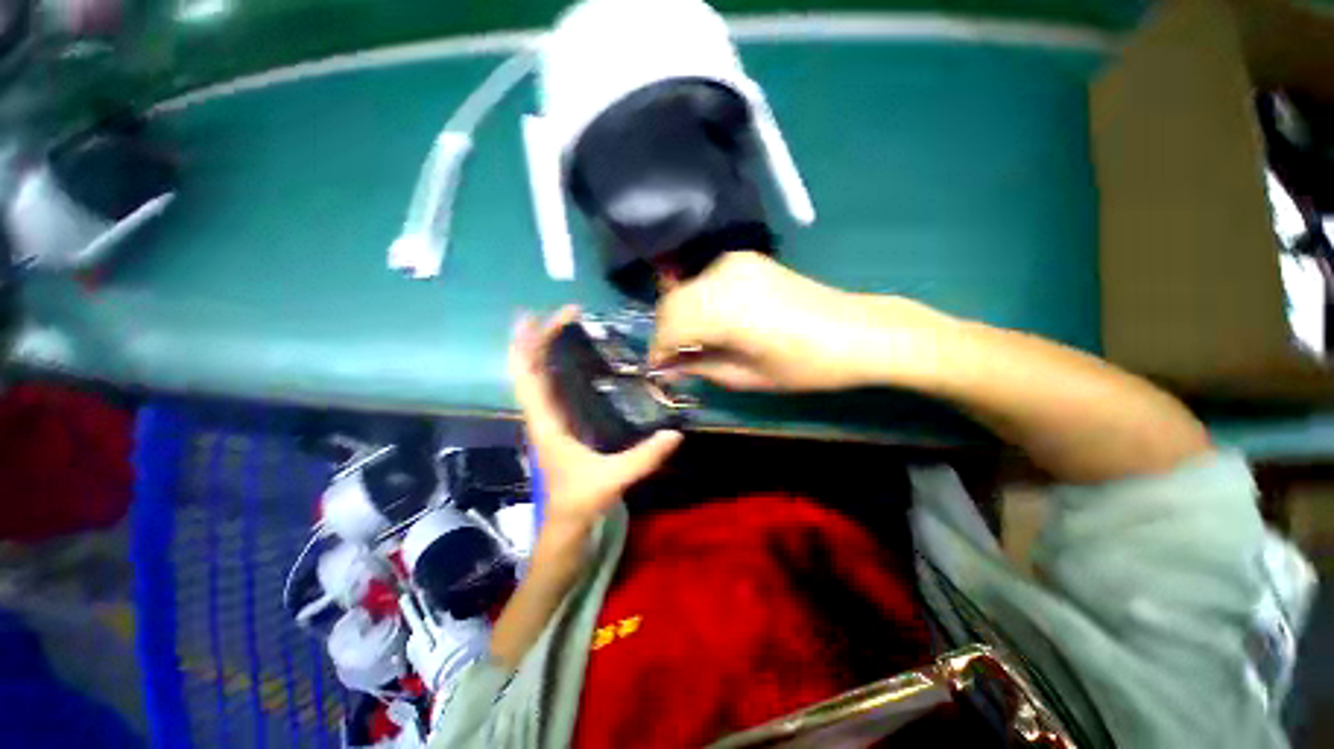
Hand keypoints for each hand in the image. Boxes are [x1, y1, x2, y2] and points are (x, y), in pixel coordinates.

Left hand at [510, 306, 682, 530]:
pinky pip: (549, 386)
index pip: (529, 376)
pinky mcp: (559, 423)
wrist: (566, 522)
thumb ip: (642, 458)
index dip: (533, 343)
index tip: (549, 317)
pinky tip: (571, 358)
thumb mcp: (612, 479)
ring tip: (561, 325)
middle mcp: (541, 415)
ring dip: (542, 348)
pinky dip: (552, 365)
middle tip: (562, 312)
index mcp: (546, 423)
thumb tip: (675, 434)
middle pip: (527, 368)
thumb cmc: (580, 500)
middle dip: (537, 336)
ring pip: (535, 375)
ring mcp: (548, 418)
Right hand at [651, 252, 928, 391]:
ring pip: (685, 291)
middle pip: (671, 304)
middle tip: (674, 360)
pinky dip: (698, 303)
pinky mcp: (747, 260)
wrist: (857, 332)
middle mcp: (723, 277)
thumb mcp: (748, 377)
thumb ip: (702, 367)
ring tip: (692, 345)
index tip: (658, 370)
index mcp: (725, 310)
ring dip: (680, 318)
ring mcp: (735, 263)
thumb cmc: (806, 365)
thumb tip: (669, 367)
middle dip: (665, 334)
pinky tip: (710, 323)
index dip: (659, 351)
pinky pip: (705, 282)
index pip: (669, 327)